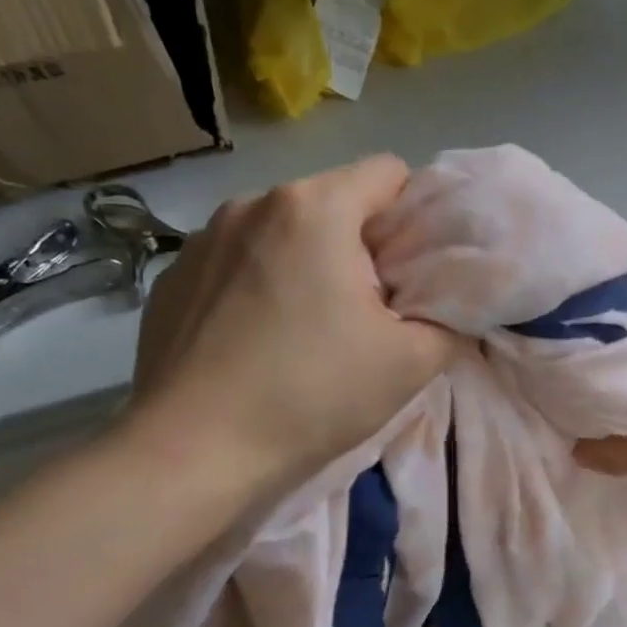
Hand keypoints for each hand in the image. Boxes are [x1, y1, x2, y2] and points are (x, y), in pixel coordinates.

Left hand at [126, 155, 458, 485]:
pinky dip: (258, 283)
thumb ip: (452, 322)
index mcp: (315, 208)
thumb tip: (455, 310)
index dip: (414, 215)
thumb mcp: (411, 362)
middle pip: (333, 200)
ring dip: (307, 260)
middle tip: (370, 307)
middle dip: (361, 242)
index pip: (387, 172)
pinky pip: (237, 260)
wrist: (191, 454)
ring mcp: (203, 238)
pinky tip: (256, 340)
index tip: (413, 269)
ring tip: (308, 326)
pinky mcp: (171, 277)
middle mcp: (253, 204)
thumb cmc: (311, 394)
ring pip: (283, 230)